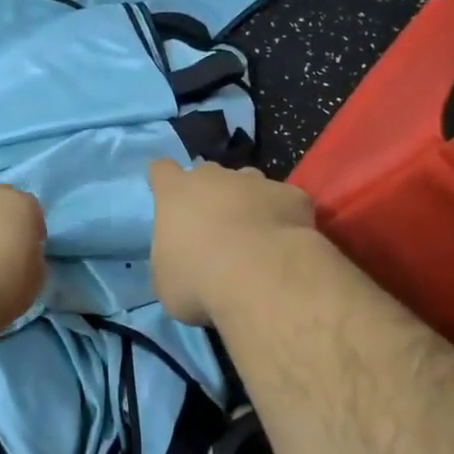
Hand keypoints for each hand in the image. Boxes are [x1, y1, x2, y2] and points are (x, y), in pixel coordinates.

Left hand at [0, 185, 47, 328]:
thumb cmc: (8, 284)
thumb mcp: (38, 273)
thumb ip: (33, 253)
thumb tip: (24, 253)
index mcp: (23, 205)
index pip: (33, 210)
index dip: (32, 230)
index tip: (30, 249)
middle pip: (3, 201)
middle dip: (6, 217)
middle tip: (5, 245)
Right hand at [147, 159, 316, 325]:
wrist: (261, 278)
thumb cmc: (199, 280)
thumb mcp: (166, 282)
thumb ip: (169, 261)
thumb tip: (179, 264)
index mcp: (175, 193)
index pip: (161, 170)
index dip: (164, 181)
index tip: (167, 196)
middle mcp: (214, 177)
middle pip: (208, 174)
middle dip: (210, 194)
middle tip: (214, 228)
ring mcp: (256, 182)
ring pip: (248, 183)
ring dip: (247, 202)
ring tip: (253, 236)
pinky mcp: (292, 196)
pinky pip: (284, 202)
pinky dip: (283, 217)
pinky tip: (285, 245)